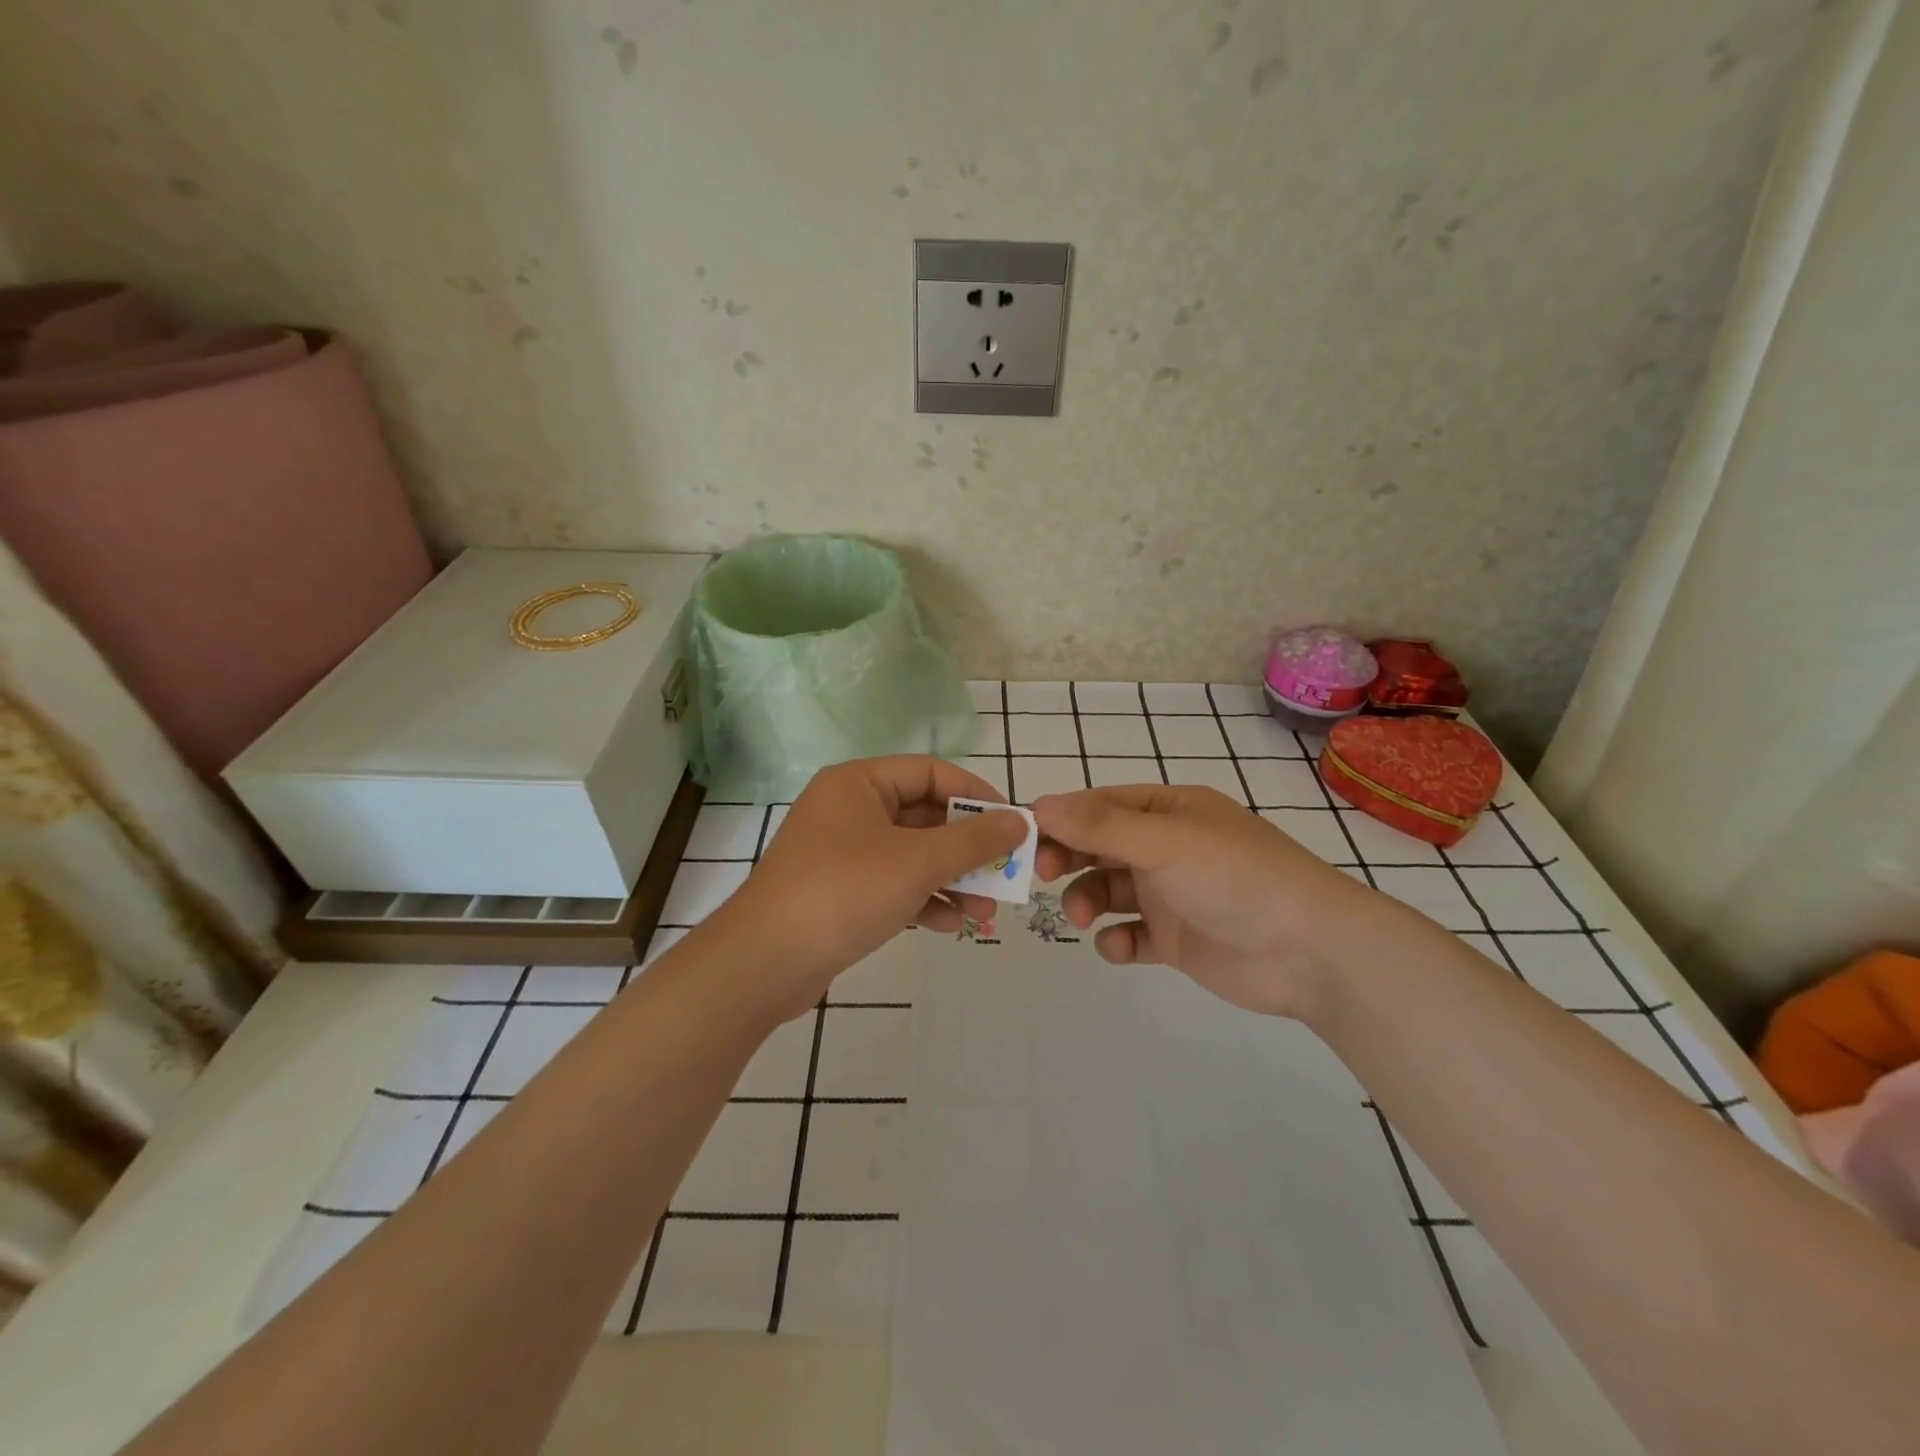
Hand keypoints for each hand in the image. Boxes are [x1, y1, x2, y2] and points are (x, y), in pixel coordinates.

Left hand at [721, 757, 1025, 1019]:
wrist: (764, 964)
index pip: (932, 772)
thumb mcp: (917, 862)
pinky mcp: (839, 891)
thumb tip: (1019, 821)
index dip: (977, 794)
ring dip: (951, 880)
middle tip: (1006, 873)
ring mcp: (842, 852)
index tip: (1013, 824)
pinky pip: (893, 884)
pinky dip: (923, 900)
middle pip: (924, 816)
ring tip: (986, 912)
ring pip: (911, 855)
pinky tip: (950, 925)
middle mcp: (850, 809)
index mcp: (860, 783)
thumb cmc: (844, 893)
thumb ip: (973, 840)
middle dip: (967, 849)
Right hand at [1032, 784, 1375, 1018]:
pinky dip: (1117, 940)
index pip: (1101, 805)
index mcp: (1170, 811)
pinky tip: (1121, 946)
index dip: (1062, 818)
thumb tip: (1038, 804)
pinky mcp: (1177, 939)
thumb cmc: (1234, 877)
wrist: (1309, 951)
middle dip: (1069, 858)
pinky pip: (1131, 934)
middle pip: (1100, 847)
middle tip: (1042, 875)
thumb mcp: (1164, 842)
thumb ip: (1100, 826)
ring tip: (1082, 917)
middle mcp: (1168, 848)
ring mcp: (1172, 894)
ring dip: (1087, 899)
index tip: (1025, 837)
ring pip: (1109, 890)